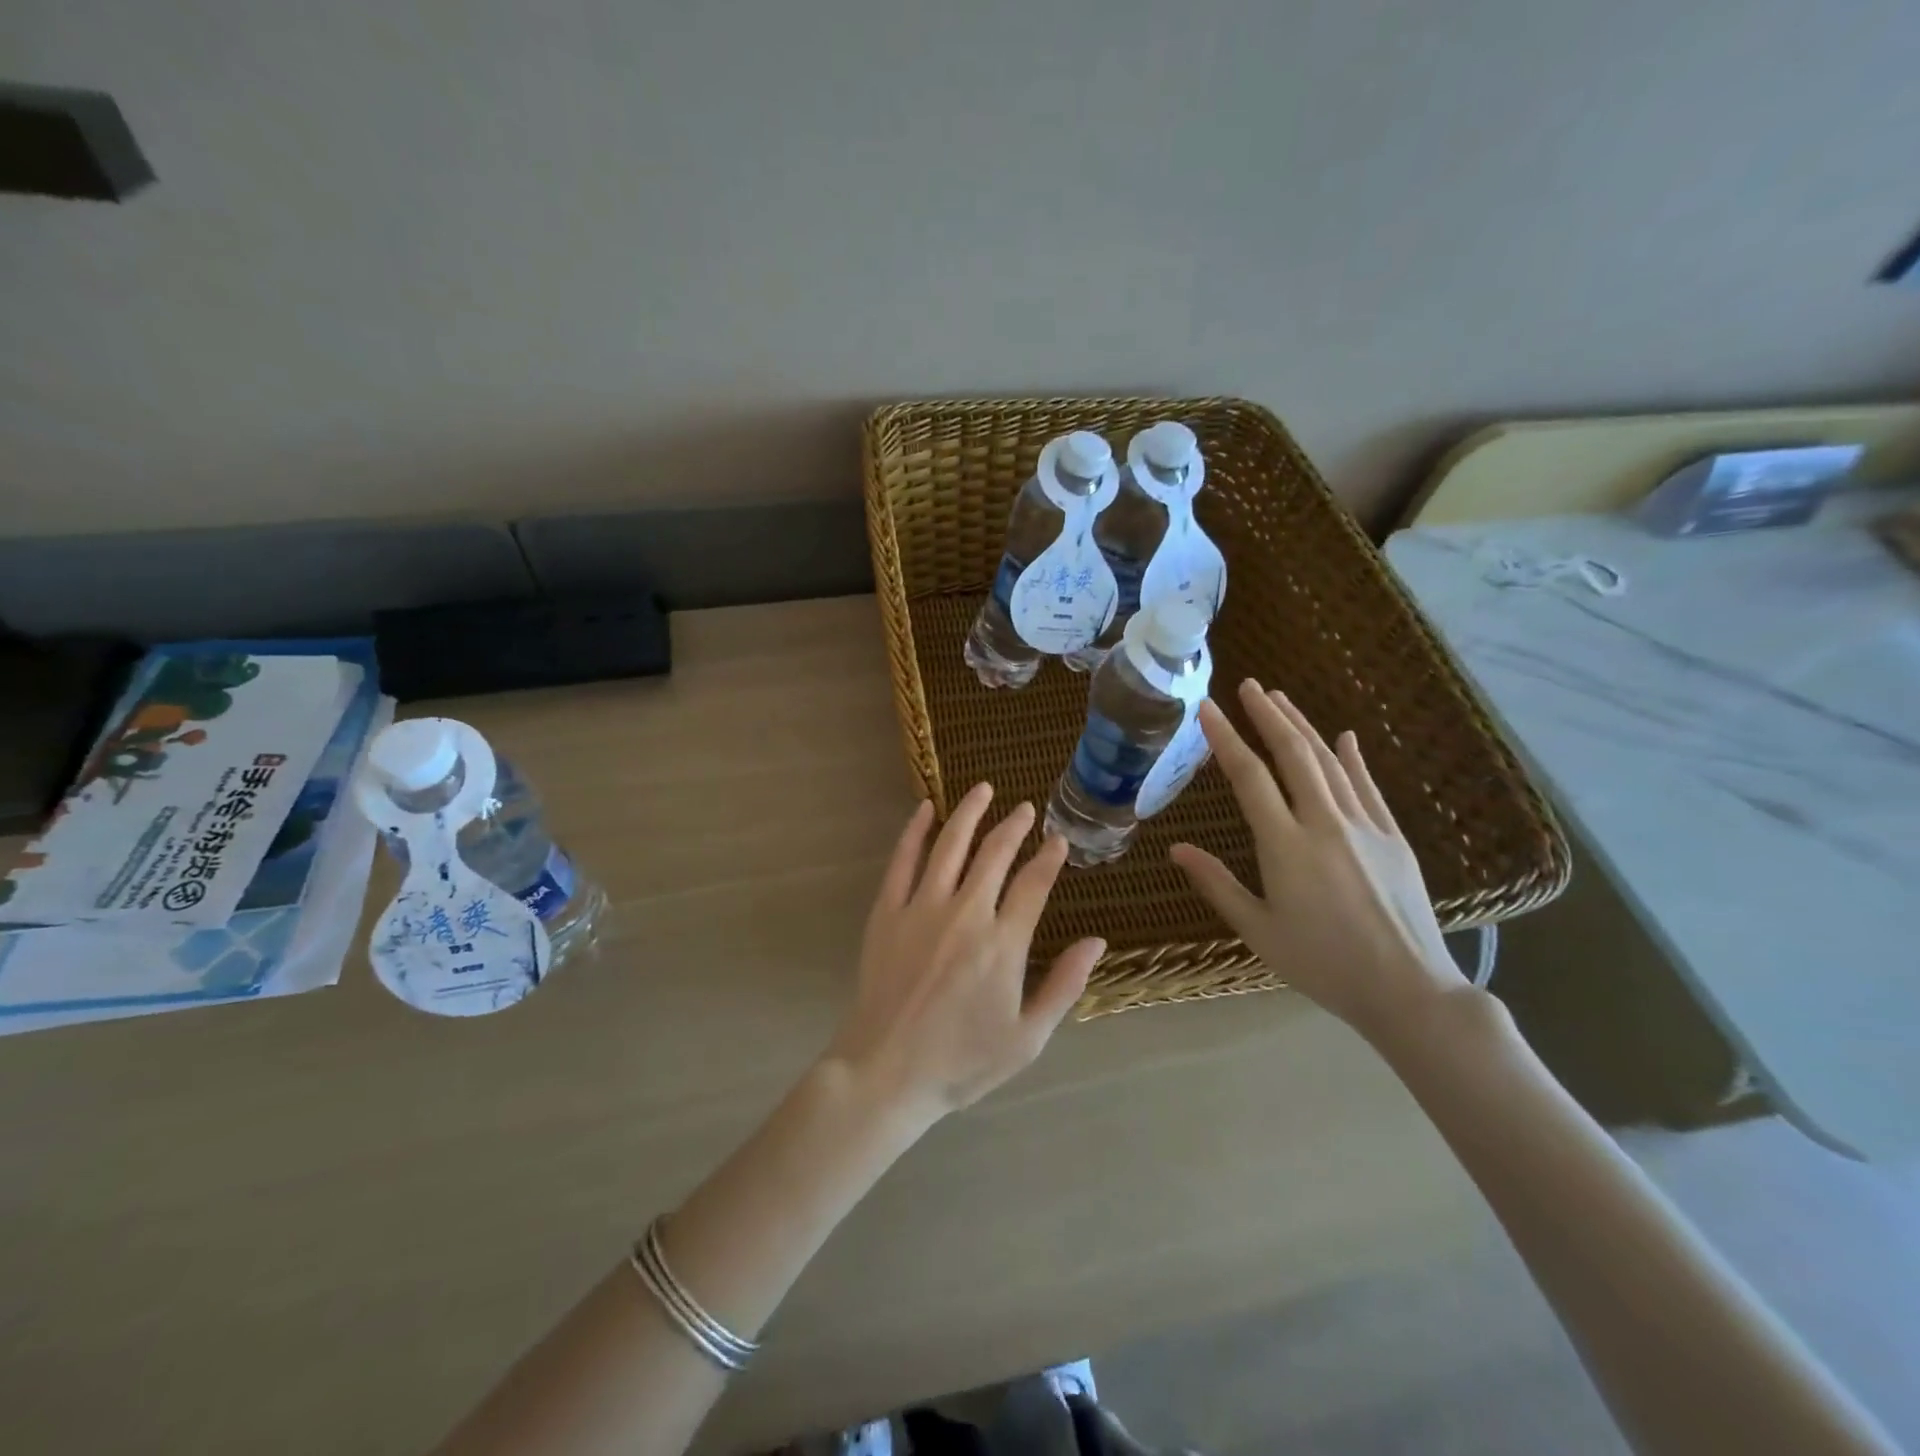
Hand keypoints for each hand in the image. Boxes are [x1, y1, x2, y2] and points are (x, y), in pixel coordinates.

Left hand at [825, 784, 1105, 1124]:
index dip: (1049, 857)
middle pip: (994, 854)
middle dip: (1013, 826)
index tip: (1058, 839)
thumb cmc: (962, 1061)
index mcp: (1003, 944)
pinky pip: (902, 860)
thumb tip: (1096, 941)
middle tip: (1025, 808)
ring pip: (950, 845)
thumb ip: (1065, 986)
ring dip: (969, 813)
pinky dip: (915, 831)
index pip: (1034, 884)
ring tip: (983, 789)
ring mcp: (922, 908)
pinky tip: (925, 809)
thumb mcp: (1027, 1037)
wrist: (887, 1072)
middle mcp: (965, 914)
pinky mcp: (887, 912)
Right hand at [1170, 680, 1464, 1043]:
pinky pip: (1369, 788)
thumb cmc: (1322, 964)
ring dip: (1304, 727)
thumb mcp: (1258, 930)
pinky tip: (1346, 738)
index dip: (1226, 738)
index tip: (1208, 709)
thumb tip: (1176, 850)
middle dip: (1268, 716)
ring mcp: (1365, 827)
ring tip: (1281, 700)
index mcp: (1285, 846)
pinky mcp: (1393, 838)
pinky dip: (1354, 759)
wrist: (1408, 990)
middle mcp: (1325, 823)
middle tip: (1249, 686)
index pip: (1249, 777)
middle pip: (1293, 755)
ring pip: (1330, 763)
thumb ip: (1217, 885)